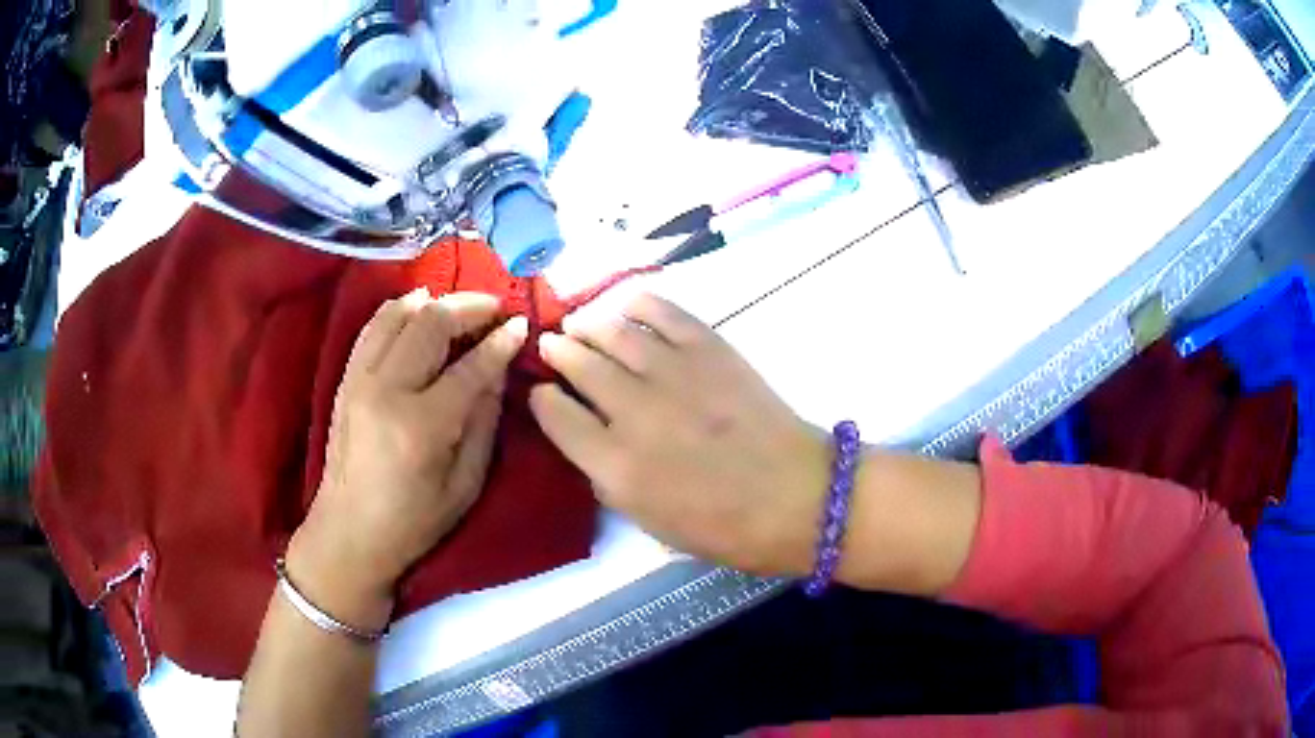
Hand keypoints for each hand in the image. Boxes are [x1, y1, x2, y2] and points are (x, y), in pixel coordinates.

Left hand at [288, 290, 527, 628]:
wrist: (348, 533)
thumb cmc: (413, 522)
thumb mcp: (464, 485)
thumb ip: (484, 423)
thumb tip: (497, 372)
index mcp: (422, 426)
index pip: (470, 367)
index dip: (501, 342)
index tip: (522, 324)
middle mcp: (386, 391)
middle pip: (430, 324)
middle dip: (469, 307)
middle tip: (495, 309)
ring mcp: (359, 380)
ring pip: (397, 314)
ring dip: (434, 301)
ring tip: (460, 307)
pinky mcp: (345, 379)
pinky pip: (372, 327)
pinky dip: (399, 310)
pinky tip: (419, 309)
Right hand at [530, 293, 828, 576]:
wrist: (796, 497)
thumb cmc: (724, 526)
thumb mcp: (650, 522)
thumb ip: (608, 478)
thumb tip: (588, 437)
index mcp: (616, 466)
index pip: (555, 416)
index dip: (542, 399)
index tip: (542, 392)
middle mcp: (635, 413)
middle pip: (578, 364)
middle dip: (558, 351)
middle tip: (554, 345)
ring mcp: (673, 374)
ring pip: (612, 332)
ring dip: (587, 324)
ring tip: (579, 324)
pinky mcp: (709, 349)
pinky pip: (661, 311)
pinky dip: (636, 303)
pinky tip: (625, 307)